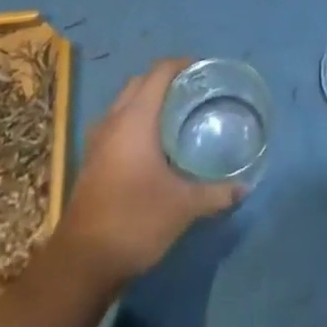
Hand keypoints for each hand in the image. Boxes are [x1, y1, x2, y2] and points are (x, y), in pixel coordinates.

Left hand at [57, 59, 244, 287]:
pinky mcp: (93, 160)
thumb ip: (216, 193)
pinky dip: (136, 121)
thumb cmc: (135, 220)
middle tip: (195, 92)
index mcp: (135, 118)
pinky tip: (155, 145)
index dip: (182, 64)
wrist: (82, 262)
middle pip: (140, 82)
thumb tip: (244, 187)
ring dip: (148, 100)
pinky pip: (117, 123)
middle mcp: (114, 120)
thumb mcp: (183, 207)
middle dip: (166, 80)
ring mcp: (98, 140)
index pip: (159, 72)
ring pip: (124, 103)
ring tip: (177, 114)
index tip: (205, 70)